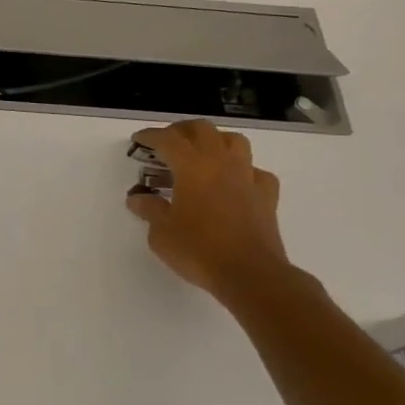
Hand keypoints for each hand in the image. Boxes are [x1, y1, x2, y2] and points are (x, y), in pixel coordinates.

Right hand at [126, 120, 289, 298]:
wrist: (250, 274)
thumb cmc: (199, 250)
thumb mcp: (161, 233)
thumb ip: (149, 209)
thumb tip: (138, 198)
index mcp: (192, 167)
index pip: (167, 139)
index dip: (150, 136)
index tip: (138, 140)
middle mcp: (221, 163)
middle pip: (202, 129)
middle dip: (181, 130)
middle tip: (166, 143)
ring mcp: (247, 177)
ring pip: (234, 141)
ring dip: (215, 140)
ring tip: (201, 154)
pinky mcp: (266, 196)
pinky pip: (255, 171)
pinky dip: (243, 171)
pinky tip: (234, 183)